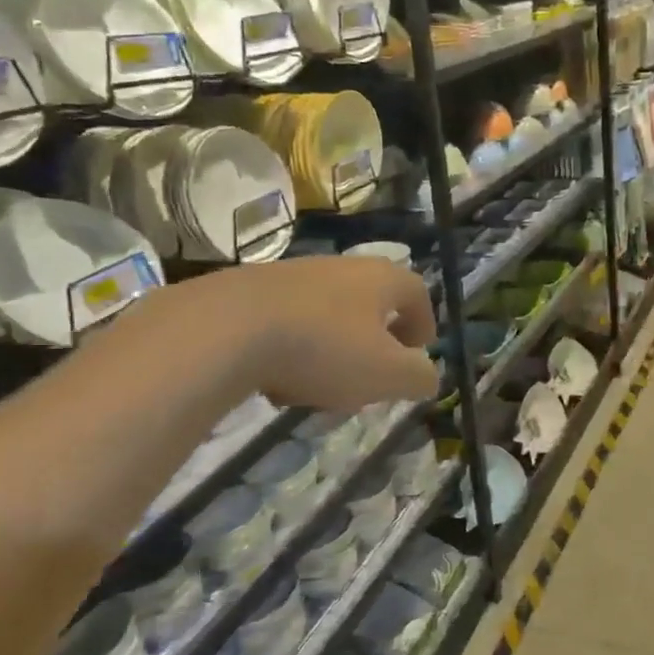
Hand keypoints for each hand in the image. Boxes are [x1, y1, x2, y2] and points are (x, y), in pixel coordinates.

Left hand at [209, 258, 438, 410]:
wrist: (225, 328)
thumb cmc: (324, 348)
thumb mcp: (386, 374)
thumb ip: (418, 377)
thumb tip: (427, 376)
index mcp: (380, 279)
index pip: (416, 292)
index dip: (423, 322)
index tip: (419, 351)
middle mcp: (340, 267)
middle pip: (370, 302)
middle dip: (376, 341)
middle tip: (374, 374)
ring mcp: (293, 275)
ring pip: (328, 314)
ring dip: (334, 348)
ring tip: (323, 386)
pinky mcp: (251, 290)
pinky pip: (288, 322)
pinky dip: (294, 350)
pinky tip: (279, 382)